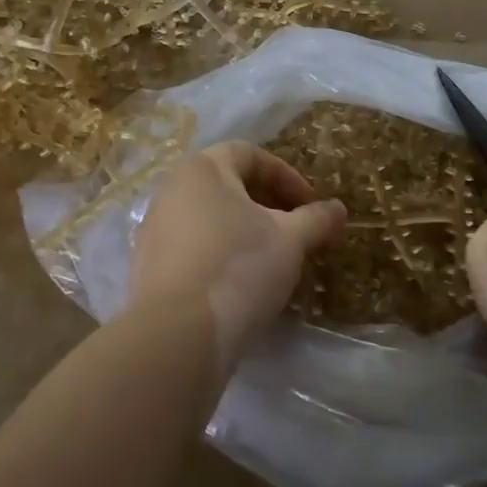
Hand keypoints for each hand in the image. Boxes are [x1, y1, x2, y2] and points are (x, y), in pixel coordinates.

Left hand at [128, 141, 346, 370]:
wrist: (178, 332)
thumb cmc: (239, 266)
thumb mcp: (290, 240)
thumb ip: (316, 219)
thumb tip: (338, 209)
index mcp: (202, 170)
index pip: (248, 154)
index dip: (285, 175)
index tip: (308, 204)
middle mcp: (171, 191)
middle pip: (227, 185)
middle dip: (266, 204)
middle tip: (294, 231)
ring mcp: (155, 230)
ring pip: (209, 219)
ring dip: (244, 232)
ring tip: (271, 261)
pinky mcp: (148, 267)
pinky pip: (193, 249)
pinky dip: (221, 256)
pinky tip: (241, 285)